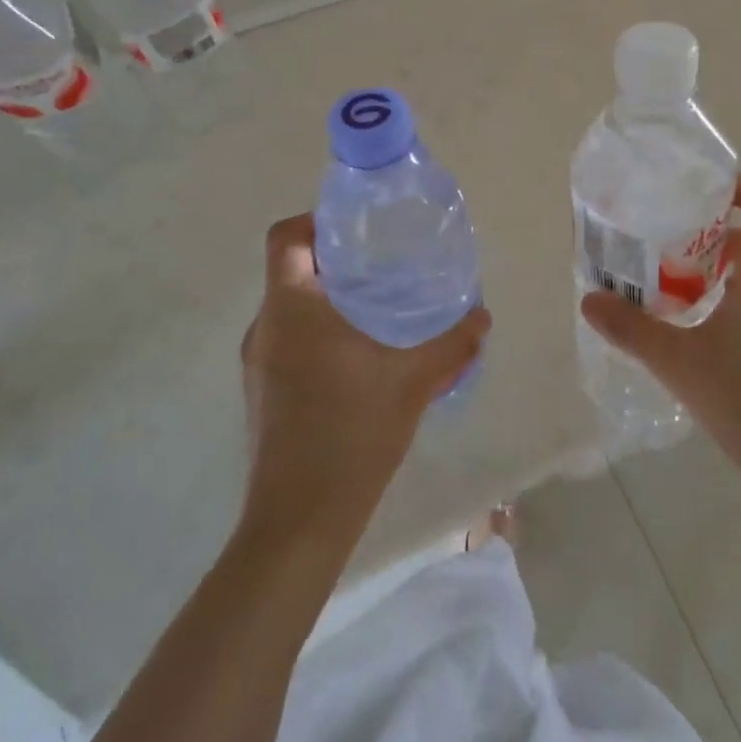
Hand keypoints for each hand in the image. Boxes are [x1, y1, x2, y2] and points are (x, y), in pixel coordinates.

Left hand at [241, 214, 489, 543]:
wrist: (300, 521)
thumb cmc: (352, 432)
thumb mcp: (413, 380)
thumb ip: (452, 343)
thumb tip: (482, 316)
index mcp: (291, 307)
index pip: (285, 237)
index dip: (315, 220)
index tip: (357, 228)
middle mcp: (266, 326)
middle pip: (290, 269)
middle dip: (333, 260)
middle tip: (381, 264)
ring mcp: (258, 362)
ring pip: (290, 307)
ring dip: (326, 299)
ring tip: (376, 308)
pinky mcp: (262, 392)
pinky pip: (289, 340)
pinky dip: (318, 332)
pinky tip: (359, 358)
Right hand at [580, 173, 740, 485]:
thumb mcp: (681, 363)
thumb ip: (632, 328)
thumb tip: (588, 300)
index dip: (735, 184)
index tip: (692, 197)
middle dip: (714, 227)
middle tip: (668, 240)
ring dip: (724, 264)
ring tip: (677, 283)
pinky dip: (737, 295)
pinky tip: (704, 330)